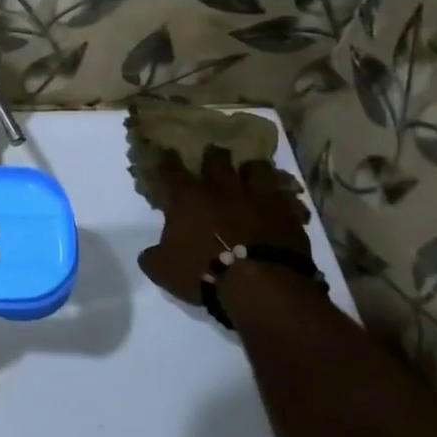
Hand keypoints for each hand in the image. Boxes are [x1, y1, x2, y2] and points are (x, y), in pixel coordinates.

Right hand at [137, 147, 312, 307]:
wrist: (261, 284)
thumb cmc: (204, 271)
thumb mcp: (164, 270)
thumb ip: (153, 257)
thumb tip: (149, 255)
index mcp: (189, 198)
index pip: (172, 170)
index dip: (167, 160)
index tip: (167, 152)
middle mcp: (222, 189)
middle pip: (217, 159)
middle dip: (213, 156)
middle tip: (212, 158)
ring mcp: (258, 197)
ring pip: (256, 168)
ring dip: (250, 170)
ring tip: (249, 175)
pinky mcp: (287, 212)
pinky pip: (285, 195)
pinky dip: (279, 196)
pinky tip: (278, 201)